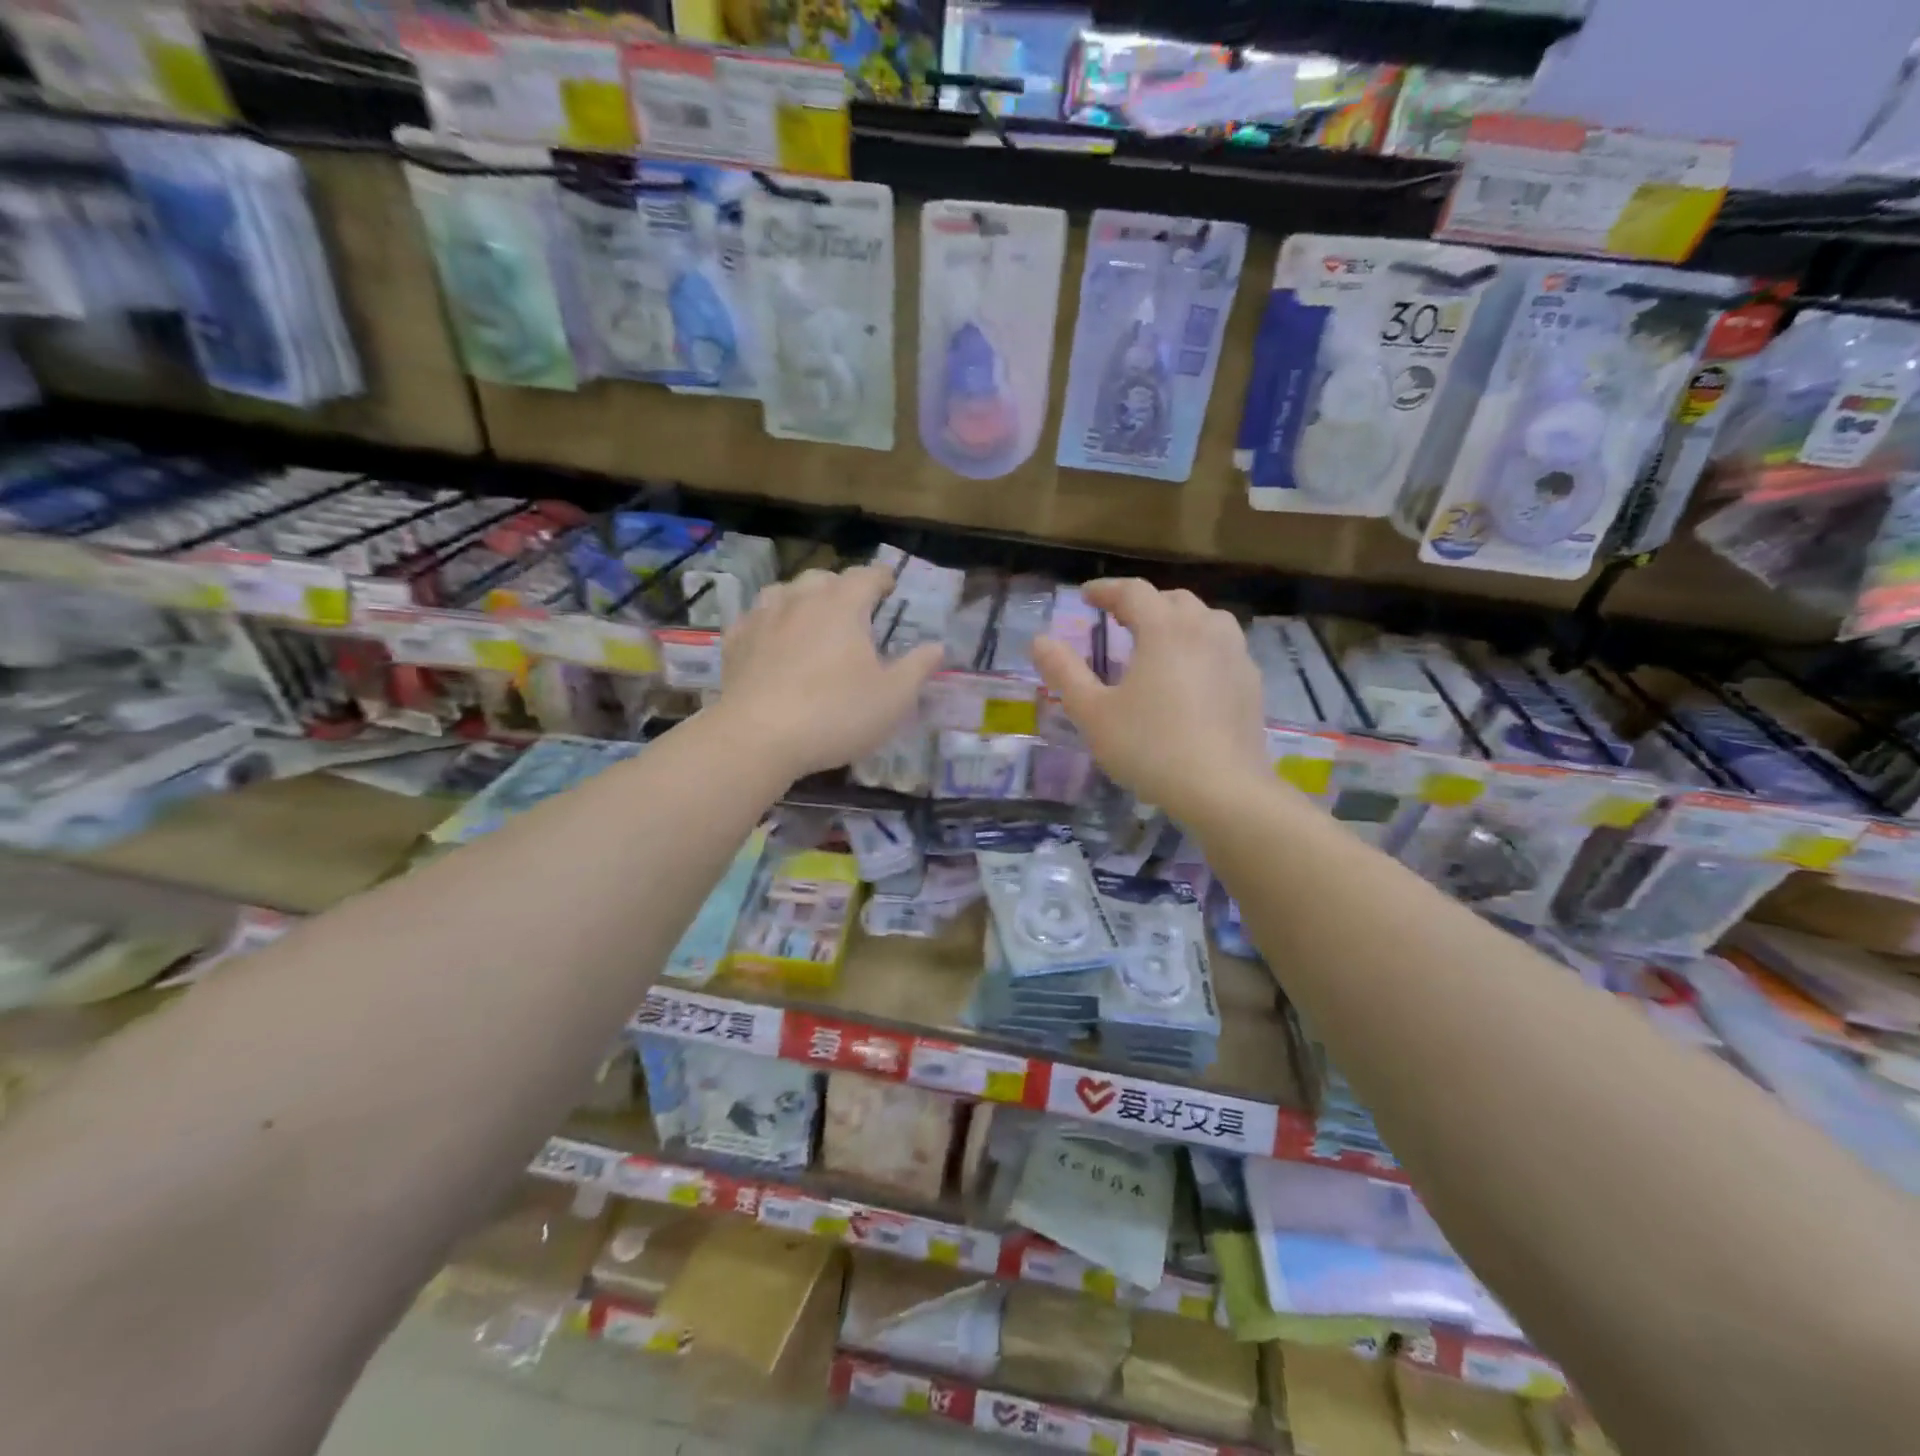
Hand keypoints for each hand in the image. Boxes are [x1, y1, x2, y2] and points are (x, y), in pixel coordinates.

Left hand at [711, 564, 943, 781]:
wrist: (758, 737)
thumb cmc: (836, 714)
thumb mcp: (894, 698)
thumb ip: (918, 668)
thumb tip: (937, 646)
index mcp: (843, 606)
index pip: (867, 576)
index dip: (882, 578)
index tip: (890, 586)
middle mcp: (801, 600)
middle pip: (823, 578)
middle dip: (842, 587)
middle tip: (854, 609)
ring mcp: (763, 618)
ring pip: (784, 592)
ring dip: (802, 599)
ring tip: (811, 618)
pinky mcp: (736, 642)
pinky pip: (755, 618)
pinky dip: (769, 621)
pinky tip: (772, 639)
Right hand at [1031, 579, 1270, 820]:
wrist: (1221, 789)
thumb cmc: (1149, 747)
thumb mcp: (1093, 713)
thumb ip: (1064, 673)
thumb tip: (1040, 641)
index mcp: (1164, 629)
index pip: (1133, 592)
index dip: (1106, 590)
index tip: (1086, 596)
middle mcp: (1204, 630)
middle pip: (1173, 599)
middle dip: (1144, 603)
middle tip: (1120, 619)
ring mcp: (1235, 655)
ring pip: (1207, 619)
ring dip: (1179, 620)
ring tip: (1160, 640)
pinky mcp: (1251, 683)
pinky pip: (1225, 648)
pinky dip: (1203, 646)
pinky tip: (1193, 674)